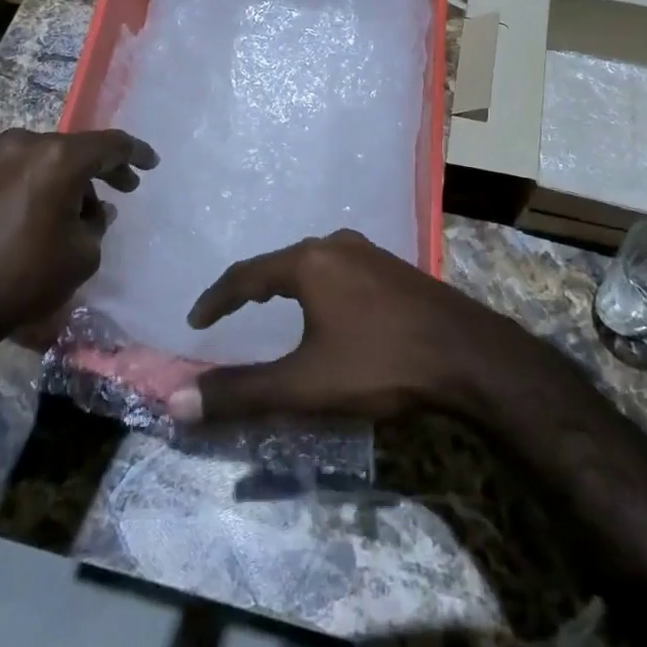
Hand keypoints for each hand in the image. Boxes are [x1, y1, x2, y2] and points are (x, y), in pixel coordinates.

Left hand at [0, 126, 156, 348]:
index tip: (152, 163)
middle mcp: (26, 144)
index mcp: (58, 157)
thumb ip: (98, 222)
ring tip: (85, 212)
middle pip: (77, 149)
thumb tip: (94, 211)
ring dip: (72, 179)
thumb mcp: (82, 253)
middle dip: (103, 169)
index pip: (110, 145)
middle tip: (126, 188)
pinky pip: (24, 170)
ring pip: (49, 159)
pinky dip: (44, 183)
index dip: (136, 153)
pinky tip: (52, 211)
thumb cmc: (24, 276)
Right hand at [169, 229, 530, 424]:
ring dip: (287, 283)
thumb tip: (176, 401)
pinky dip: (318, 286)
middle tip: (230, 313)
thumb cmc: (381, 364)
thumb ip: (241, 392)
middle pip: (279, 263)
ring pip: (314, 263)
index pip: (246, 274)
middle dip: (251, 288)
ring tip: (271, 307)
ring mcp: (371, 252)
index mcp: (309, 261)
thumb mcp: (305, 385)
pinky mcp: (395, 267)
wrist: (469, 356)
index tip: (197, 319)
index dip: (217, 298)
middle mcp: (337, 244)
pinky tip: (328, 307)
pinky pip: (341, 269)